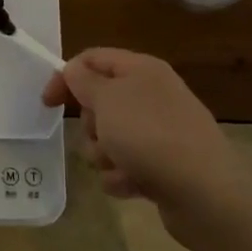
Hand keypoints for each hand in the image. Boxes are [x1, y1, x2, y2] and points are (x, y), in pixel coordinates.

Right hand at [43, 48, 251, 242]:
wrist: (204, 191)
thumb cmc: (149, 134)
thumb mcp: (107, 99)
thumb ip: (83, 80)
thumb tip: (74, 69)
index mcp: (142, 70)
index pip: (93, 59)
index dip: (66, 77)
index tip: (47, 104)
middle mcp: (152, 95)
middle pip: (100, 102)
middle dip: (90, 124)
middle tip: (99, 134)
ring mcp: (160, 131)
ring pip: (109, 137)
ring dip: (103, 154)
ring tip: (119, 165)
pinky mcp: (163, 164)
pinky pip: (126, 165)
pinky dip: (122, 175)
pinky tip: (133, 184)